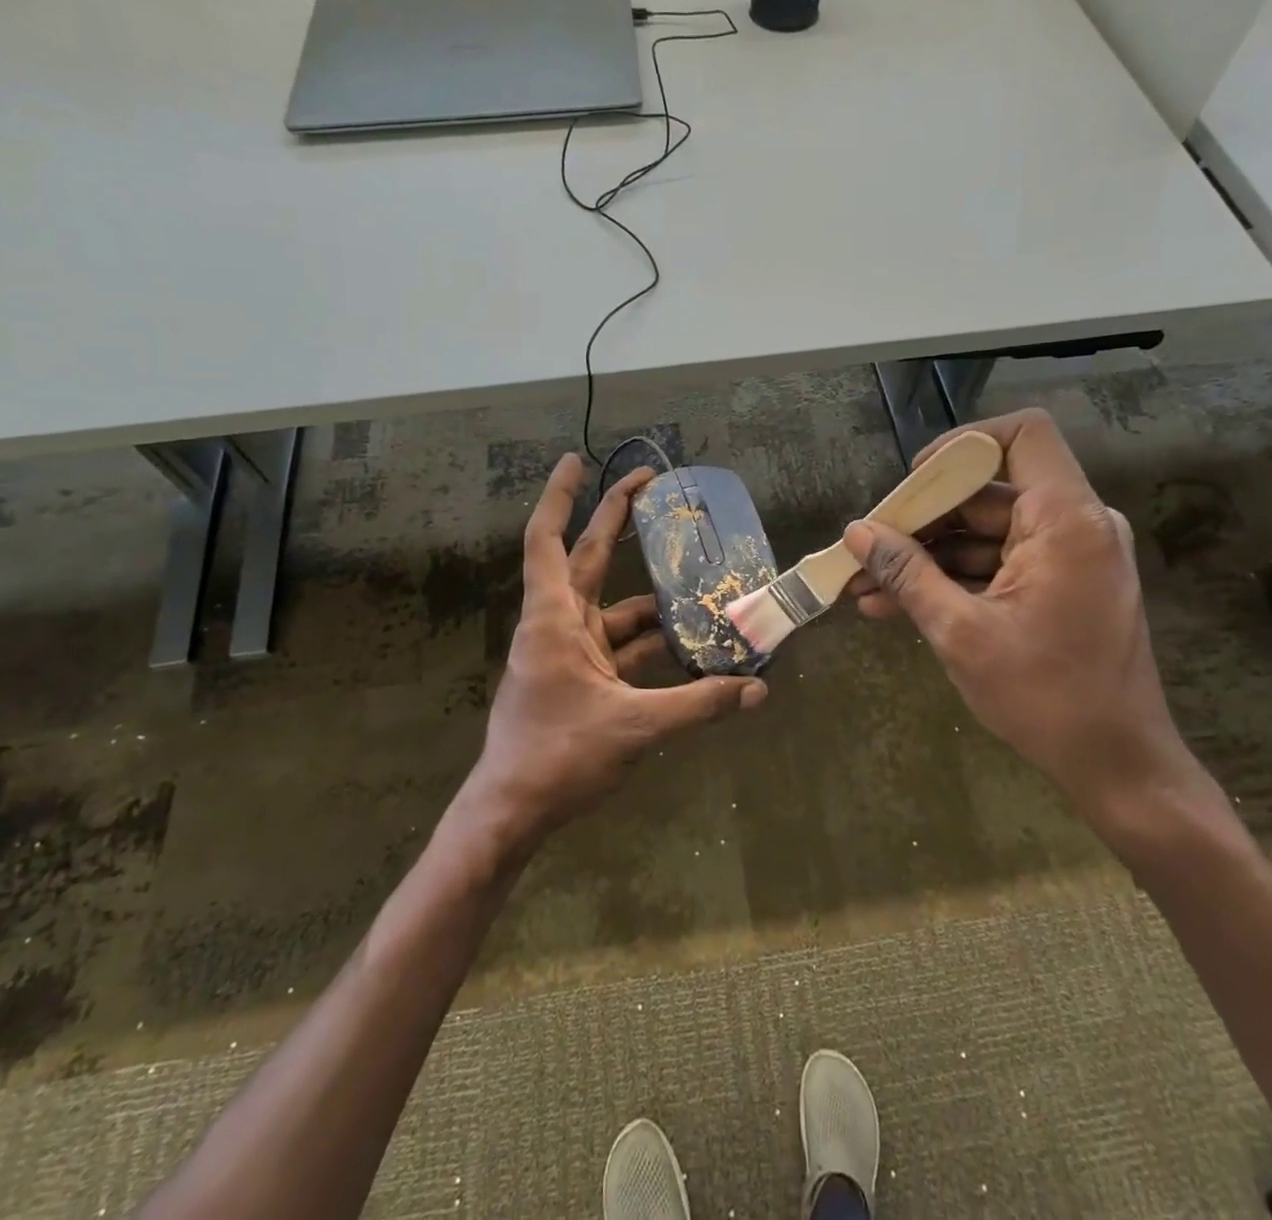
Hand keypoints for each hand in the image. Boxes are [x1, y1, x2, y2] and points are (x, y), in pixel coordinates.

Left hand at [463, 454, 766, 843]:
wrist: (513, 813)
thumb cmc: (556, 756)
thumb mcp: (634, 727)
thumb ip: (700, 705)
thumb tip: (758, 690)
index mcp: (554, 619)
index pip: (547, 540)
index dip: (559, 495)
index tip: (577, 459)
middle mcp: (559, 624)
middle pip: (588, 557)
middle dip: (618, 520)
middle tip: (653, 486)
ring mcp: (571, 652)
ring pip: (616, 609)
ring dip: (655, 599)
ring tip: (704, 585)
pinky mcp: (584, 679)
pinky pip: (624, 649)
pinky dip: (655, 645)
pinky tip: (694, 649)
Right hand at [843, 410, 1204, 833]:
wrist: (1117, 766)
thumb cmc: (1044, 697)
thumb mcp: (960, 632)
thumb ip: (907, 573)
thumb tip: (857, 533)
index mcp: (1067, 521)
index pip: (1022, 435)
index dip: (962, 445)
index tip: (914, 481)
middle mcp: (1075, 525)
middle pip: (988, 491)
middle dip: (922, 518)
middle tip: (867, 546)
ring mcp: (1068, 556)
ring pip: (985, 533)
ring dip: (927, 557)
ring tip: (866, 585)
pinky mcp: (1059, 585)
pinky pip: (998, 563)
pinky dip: (953, 578)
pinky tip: (895, 604)